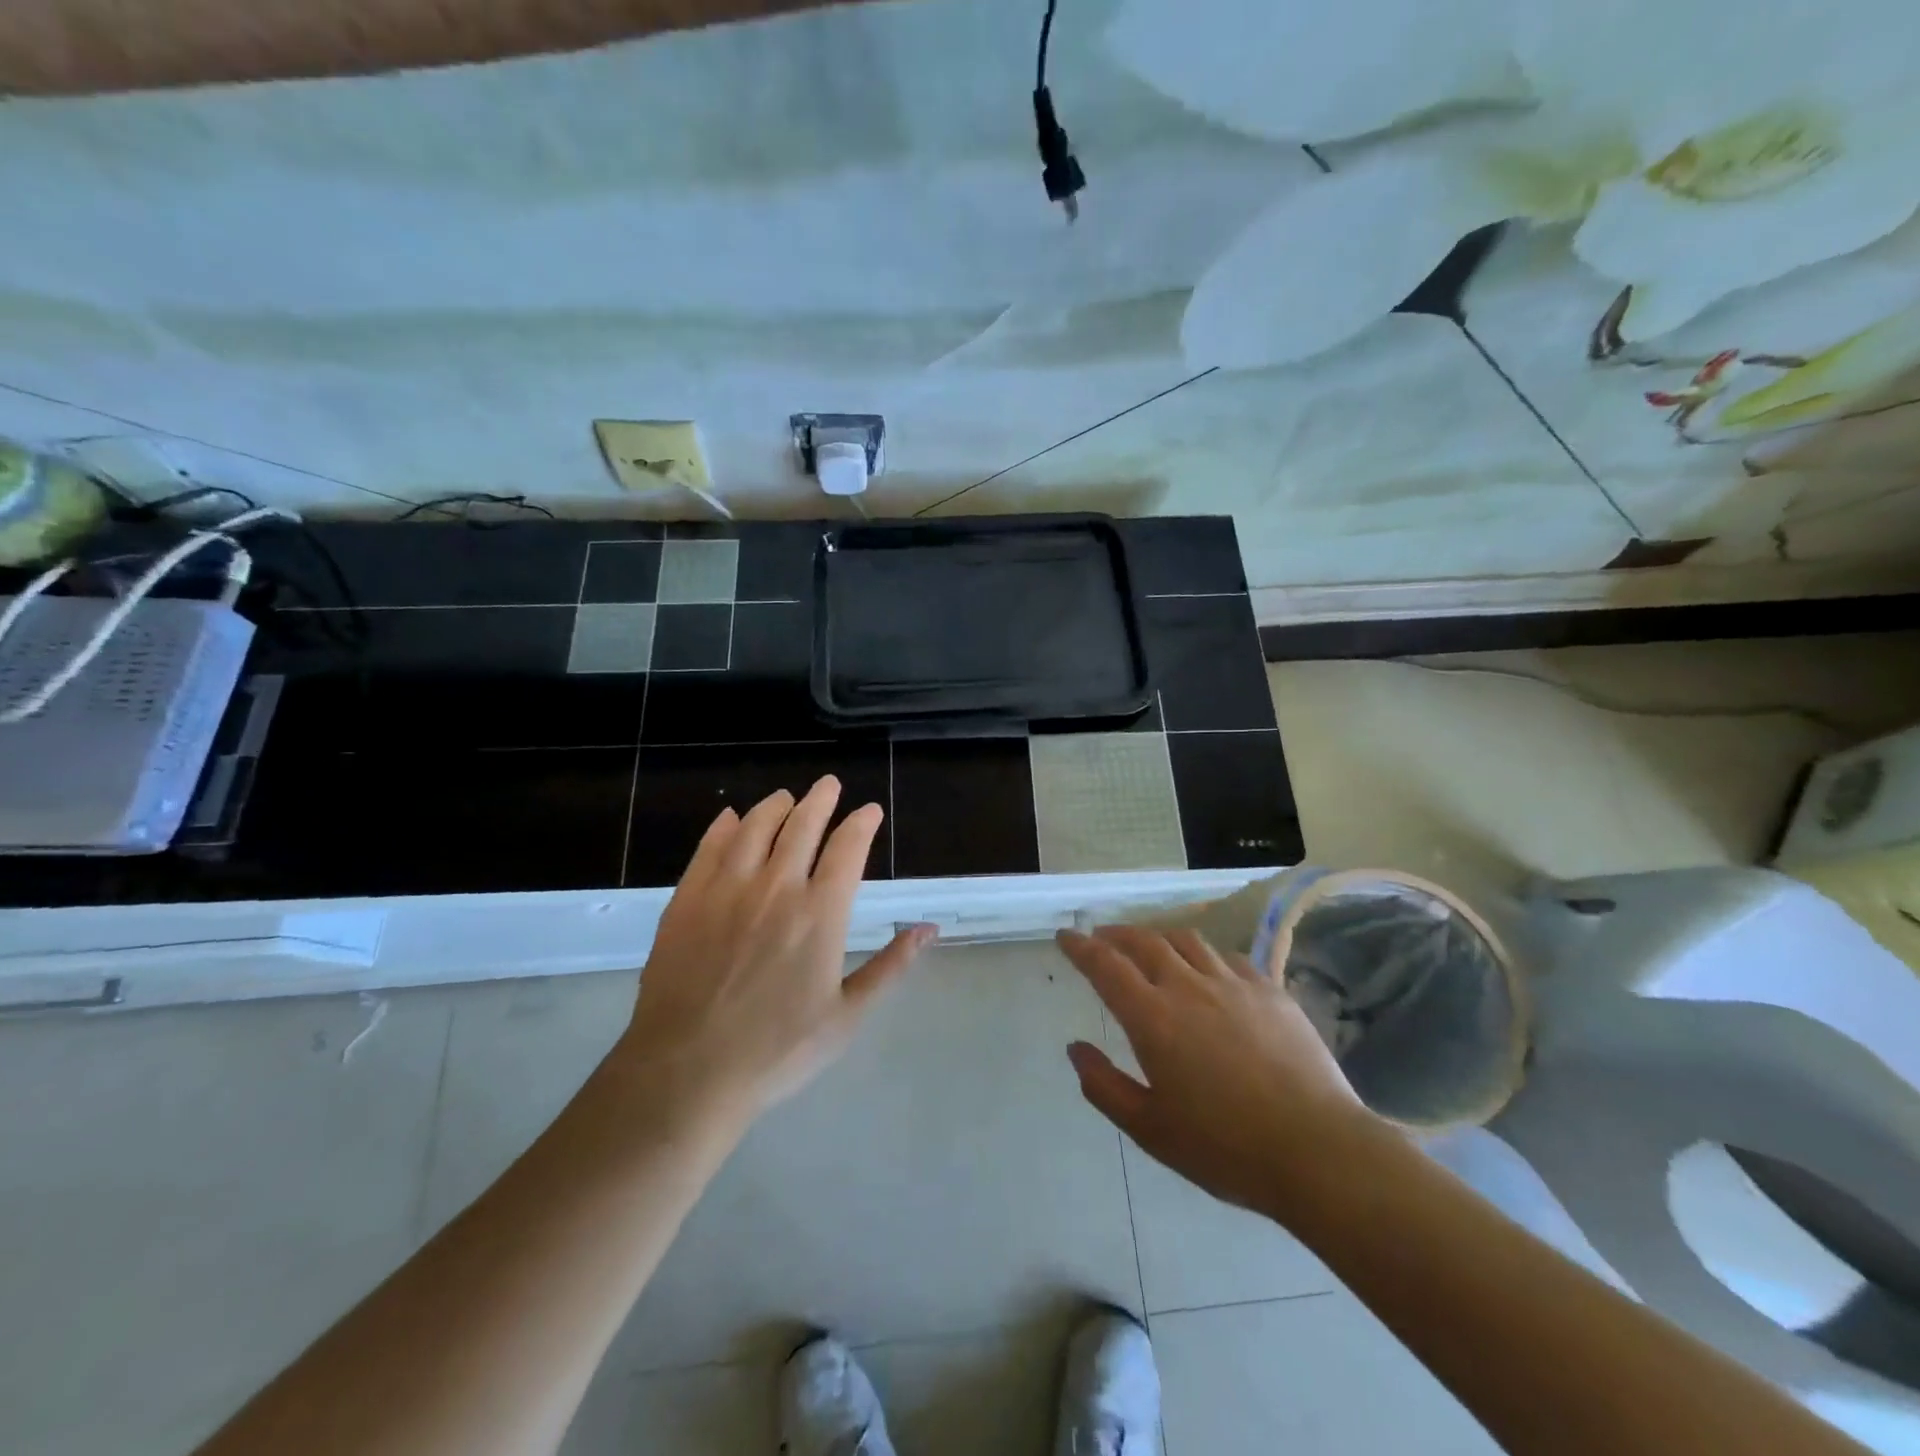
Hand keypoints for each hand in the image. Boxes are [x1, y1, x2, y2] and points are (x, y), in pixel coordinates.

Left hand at [606, 777, 934, 1131]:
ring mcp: (726, 890)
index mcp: (820, 914)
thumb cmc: (777, 1051)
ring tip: (786, 797)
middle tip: (829, 784)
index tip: (869, 811)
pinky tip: (732, 818)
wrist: (688, 1072)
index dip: (862, 823)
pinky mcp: (687, 900)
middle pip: (802, 825)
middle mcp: (776, 887)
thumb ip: (891, 967)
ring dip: (775, 806)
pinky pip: (709, 848)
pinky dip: (724, 827)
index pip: (848, 848)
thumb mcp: (847, 1016)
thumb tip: (929, 929)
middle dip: (821, 799)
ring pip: (755, 828)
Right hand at [1058, 926, 1375, 1216]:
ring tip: (1151, 947)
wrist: (1317, 1151)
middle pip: (1145, 942)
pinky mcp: (1271, 991)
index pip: (1106, 966)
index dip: (1081, 947)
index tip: (1066, 936)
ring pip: (1187, 940)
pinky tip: (1209, 970)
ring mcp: (1233, 984)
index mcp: (1153, 1018)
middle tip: (1102, 938)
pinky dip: (1206, 955)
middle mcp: (1188, 987)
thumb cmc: (1225, 1147)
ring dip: (1159, 937)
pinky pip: (1229, 958)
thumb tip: (1076, 1049)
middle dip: (1117, 934)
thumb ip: (1105, 1086)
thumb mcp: (1150, 1130)